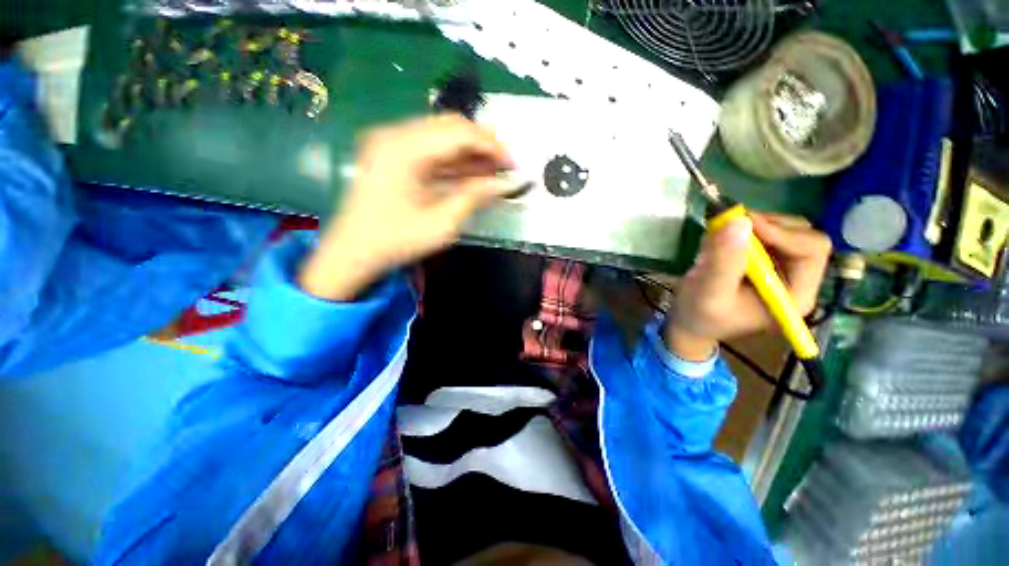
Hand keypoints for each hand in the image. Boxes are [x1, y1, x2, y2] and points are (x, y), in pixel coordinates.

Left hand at [299, 115, 514, 299]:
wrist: (353, 252)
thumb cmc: (396, 241)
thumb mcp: (441, 224)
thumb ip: (474, 197)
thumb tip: (504, 183)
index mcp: (405, 149)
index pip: (459, 133)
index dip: (492, 146)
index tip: (513, 164)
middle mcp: (395, 135)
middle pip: (450, 126)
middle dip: (482, 145)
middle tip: (505, 167)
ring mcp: (391, 142)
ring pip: (442, 135)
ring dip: (469, 152)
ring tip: (493, 171)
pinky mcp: (391, 153)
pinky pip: (430, 148)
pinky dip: (453, 159)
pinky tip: (471, 173)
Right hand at [664, 213, 831, 360]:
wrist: (688, 322)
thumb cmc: (699, 315)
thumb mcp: (709, 292)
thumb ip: (724, 261)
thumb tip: (738, 221)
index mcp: (795, 295)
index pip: (812, 250)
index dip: (782, 232)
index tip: (744, 224)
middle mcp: (796, 279)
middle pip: (802, 235)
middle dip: (766, 226)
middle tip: (730, 225)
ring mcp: (780, 268)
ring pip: (783, 229)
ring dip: (751, 228)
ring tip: (719, 239)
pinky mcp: (763, 261)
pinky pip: (763, 233)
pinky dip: (740, 231)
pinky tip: (719, 243)